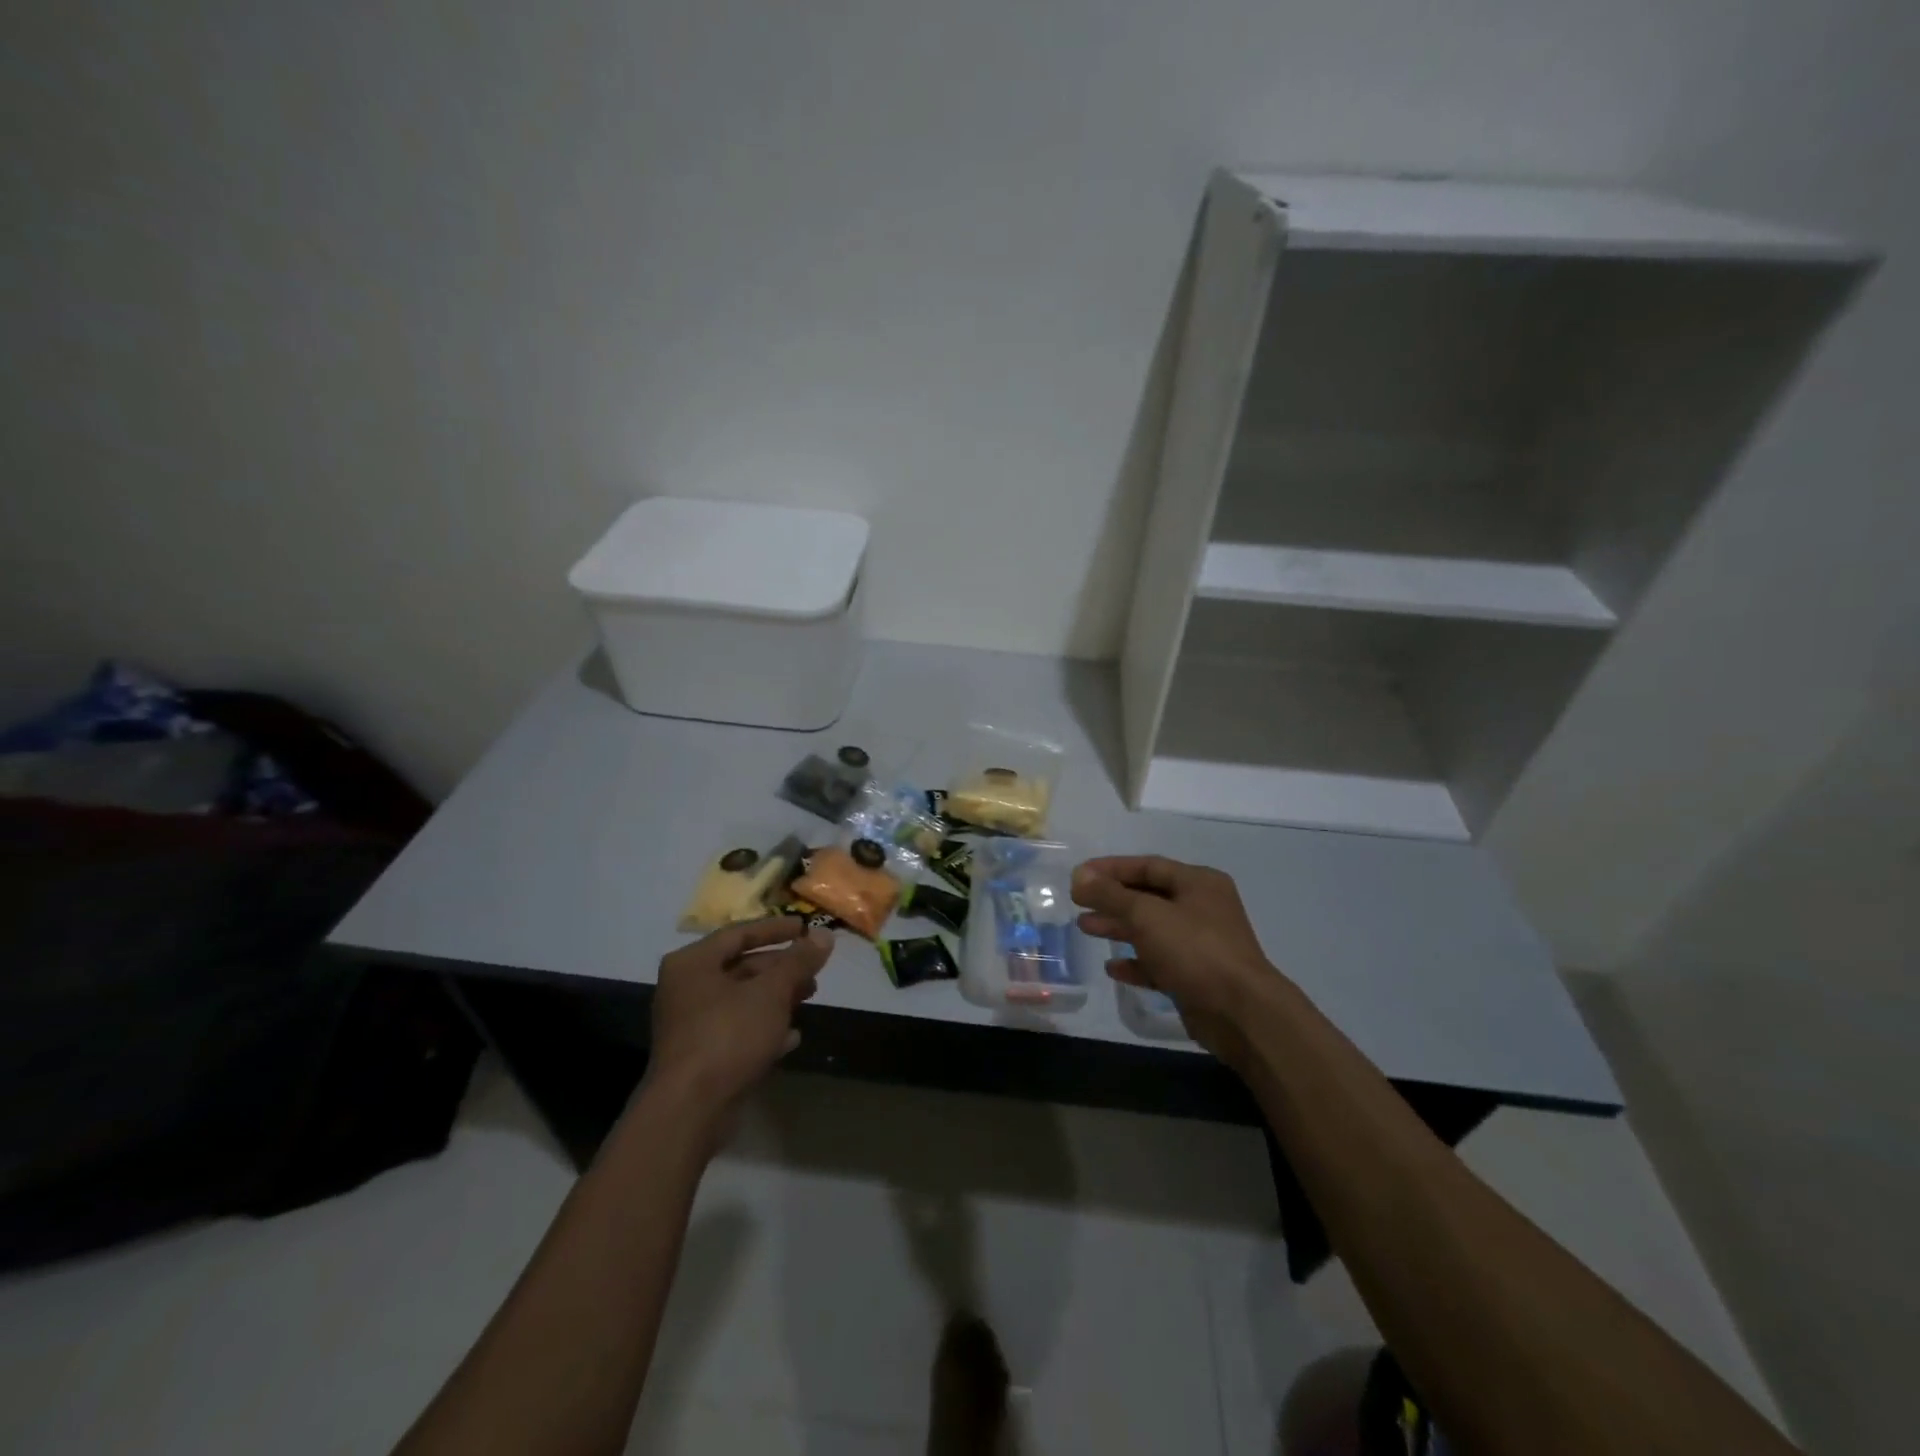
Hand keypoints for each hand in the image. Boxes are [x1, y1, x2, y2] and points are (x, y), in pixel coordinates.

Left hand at [646, 918, 833, 1117]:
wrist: (690, 1109)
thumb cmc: (728, 1035)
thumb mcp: (772, 992)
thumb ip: (799, 961)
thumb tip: (825, 935)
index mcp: (693, 963)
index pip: (739, 933)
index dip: (776, 929)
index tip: (805, 927)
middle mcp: (685, 988)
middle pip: (741, 967)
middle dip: (780, 968)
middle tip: (813, 969)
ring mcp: (690, 1024)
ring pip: (741, 1000)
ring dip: (776, 998)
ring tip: (809, 998)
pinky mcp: (699, 1056)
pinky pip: (736, 1031)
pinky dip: (763, 1028)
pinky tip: (792, 1037)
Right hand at [1071, 856, 1280, 1068]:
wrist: (1240, 1013)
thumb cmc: (1194, 950)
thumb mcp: (1146, 915)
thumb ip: (1110, 895)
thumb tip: (1079, 876)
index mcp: (1198, 883)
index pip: (1148, 866)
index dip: (1111, 869)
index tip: (1079, 876)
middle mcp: (1202, 908)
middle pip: (1148, 897)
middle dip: (1112, 899)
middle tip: (1078, 903)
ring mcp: (1201, 944)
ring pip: (1152, 930)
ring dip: (1119, 928)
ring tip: (1084, 928)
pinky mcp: (1196, 977)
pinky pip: (1159, 962)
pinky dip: (1136, 962)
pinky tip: (1112, 967)